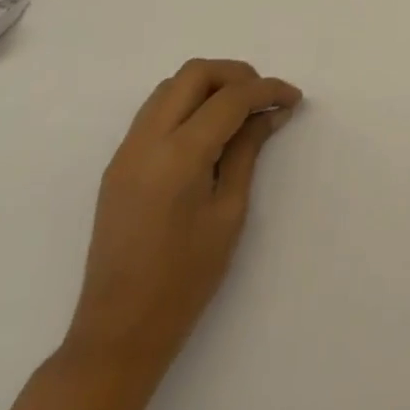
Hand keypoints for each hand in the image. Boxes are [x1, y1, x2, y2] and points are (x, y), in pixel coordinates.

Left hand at [65, 59, 302, 370]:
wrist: (116, 335)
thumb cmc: (183, 281)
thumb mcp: (228, 213)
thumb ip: (247, 152)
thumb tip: (271, 112)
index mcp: (178, 155)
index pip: (230, 98)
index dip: (267, 90)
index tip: (293, 99)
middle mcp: (147, 140)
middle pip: (195, 74)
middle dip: (236, 75)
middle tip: (263, 98)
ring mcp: (127, 150)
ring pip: (172, 85)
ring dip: (209, 85)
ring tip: (239, 111)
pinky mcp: (118, 163)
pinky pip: (156, 109)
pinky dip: (187, 103)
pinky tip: (208, 129)